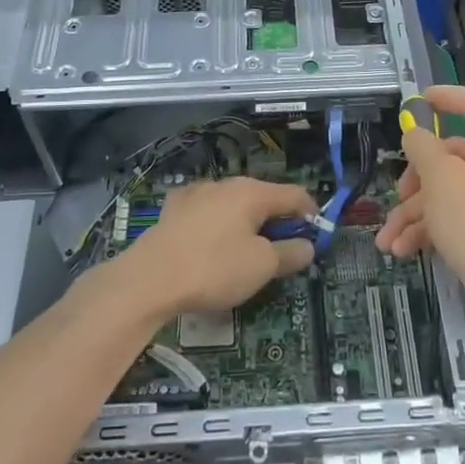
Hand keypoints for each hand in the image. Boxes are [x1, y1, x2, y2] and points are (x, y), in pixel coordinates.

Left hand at [109, 177, 318, 316]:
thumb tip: (307, 245)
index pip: (294, 194)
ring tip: (245, 251)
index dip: (311, 212)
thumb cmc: (214, 269)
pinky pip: (206, 213)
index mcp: (252, 192)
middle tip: (281, 249)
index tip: (316, 233)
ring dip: (245, 222)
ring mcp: (195, 193)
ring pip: (232, 204)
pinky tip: (210, 246)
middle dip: (276, 220)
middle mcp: (225, 184)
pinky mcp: (172, 209)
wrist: (148, 279)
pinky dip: (216, 225)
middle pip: (262, 197)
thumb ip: (290, 253)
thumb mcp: (261, 267)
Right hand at [376, 84, 464, 342]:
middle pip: (456, 154)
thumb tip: (416, 132)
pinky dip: (434, 230)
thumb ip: (423, 148)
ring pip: (453, 191)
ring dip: (416, 212)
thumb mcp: (441, 181)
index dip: (449, 96)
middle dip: (417, 175)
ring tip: (387, 240)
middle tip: (397, 193)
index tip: (419, 102)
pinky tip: (404, 251)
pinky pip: (463, 217)